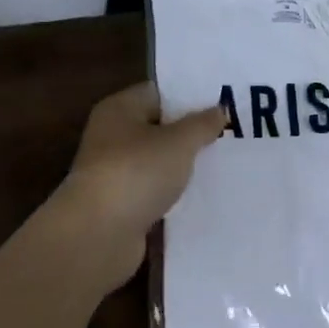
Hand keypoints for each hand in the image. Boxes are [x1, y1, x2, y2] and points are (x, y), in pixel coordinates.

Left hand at [53, 84, 226, 295]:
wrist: (98, 235)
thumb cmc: (137, 172)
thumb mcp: (179, 142)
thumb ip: (202, 124)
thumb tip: (219, 109)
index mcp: (119, 109)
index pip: (158, 92)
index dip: (189, 96)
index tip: (223, 103)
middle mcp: (112, 136)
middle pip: (159, 127)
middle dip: (191, 132)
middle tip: (230, 134)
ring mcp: (115, 173)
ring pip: (158, 162)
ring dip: (183, 166)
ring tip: (224, 164)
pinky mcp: (121, 205)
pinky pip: (155, 191)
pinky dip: (174, 193)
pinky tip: (203, 195)